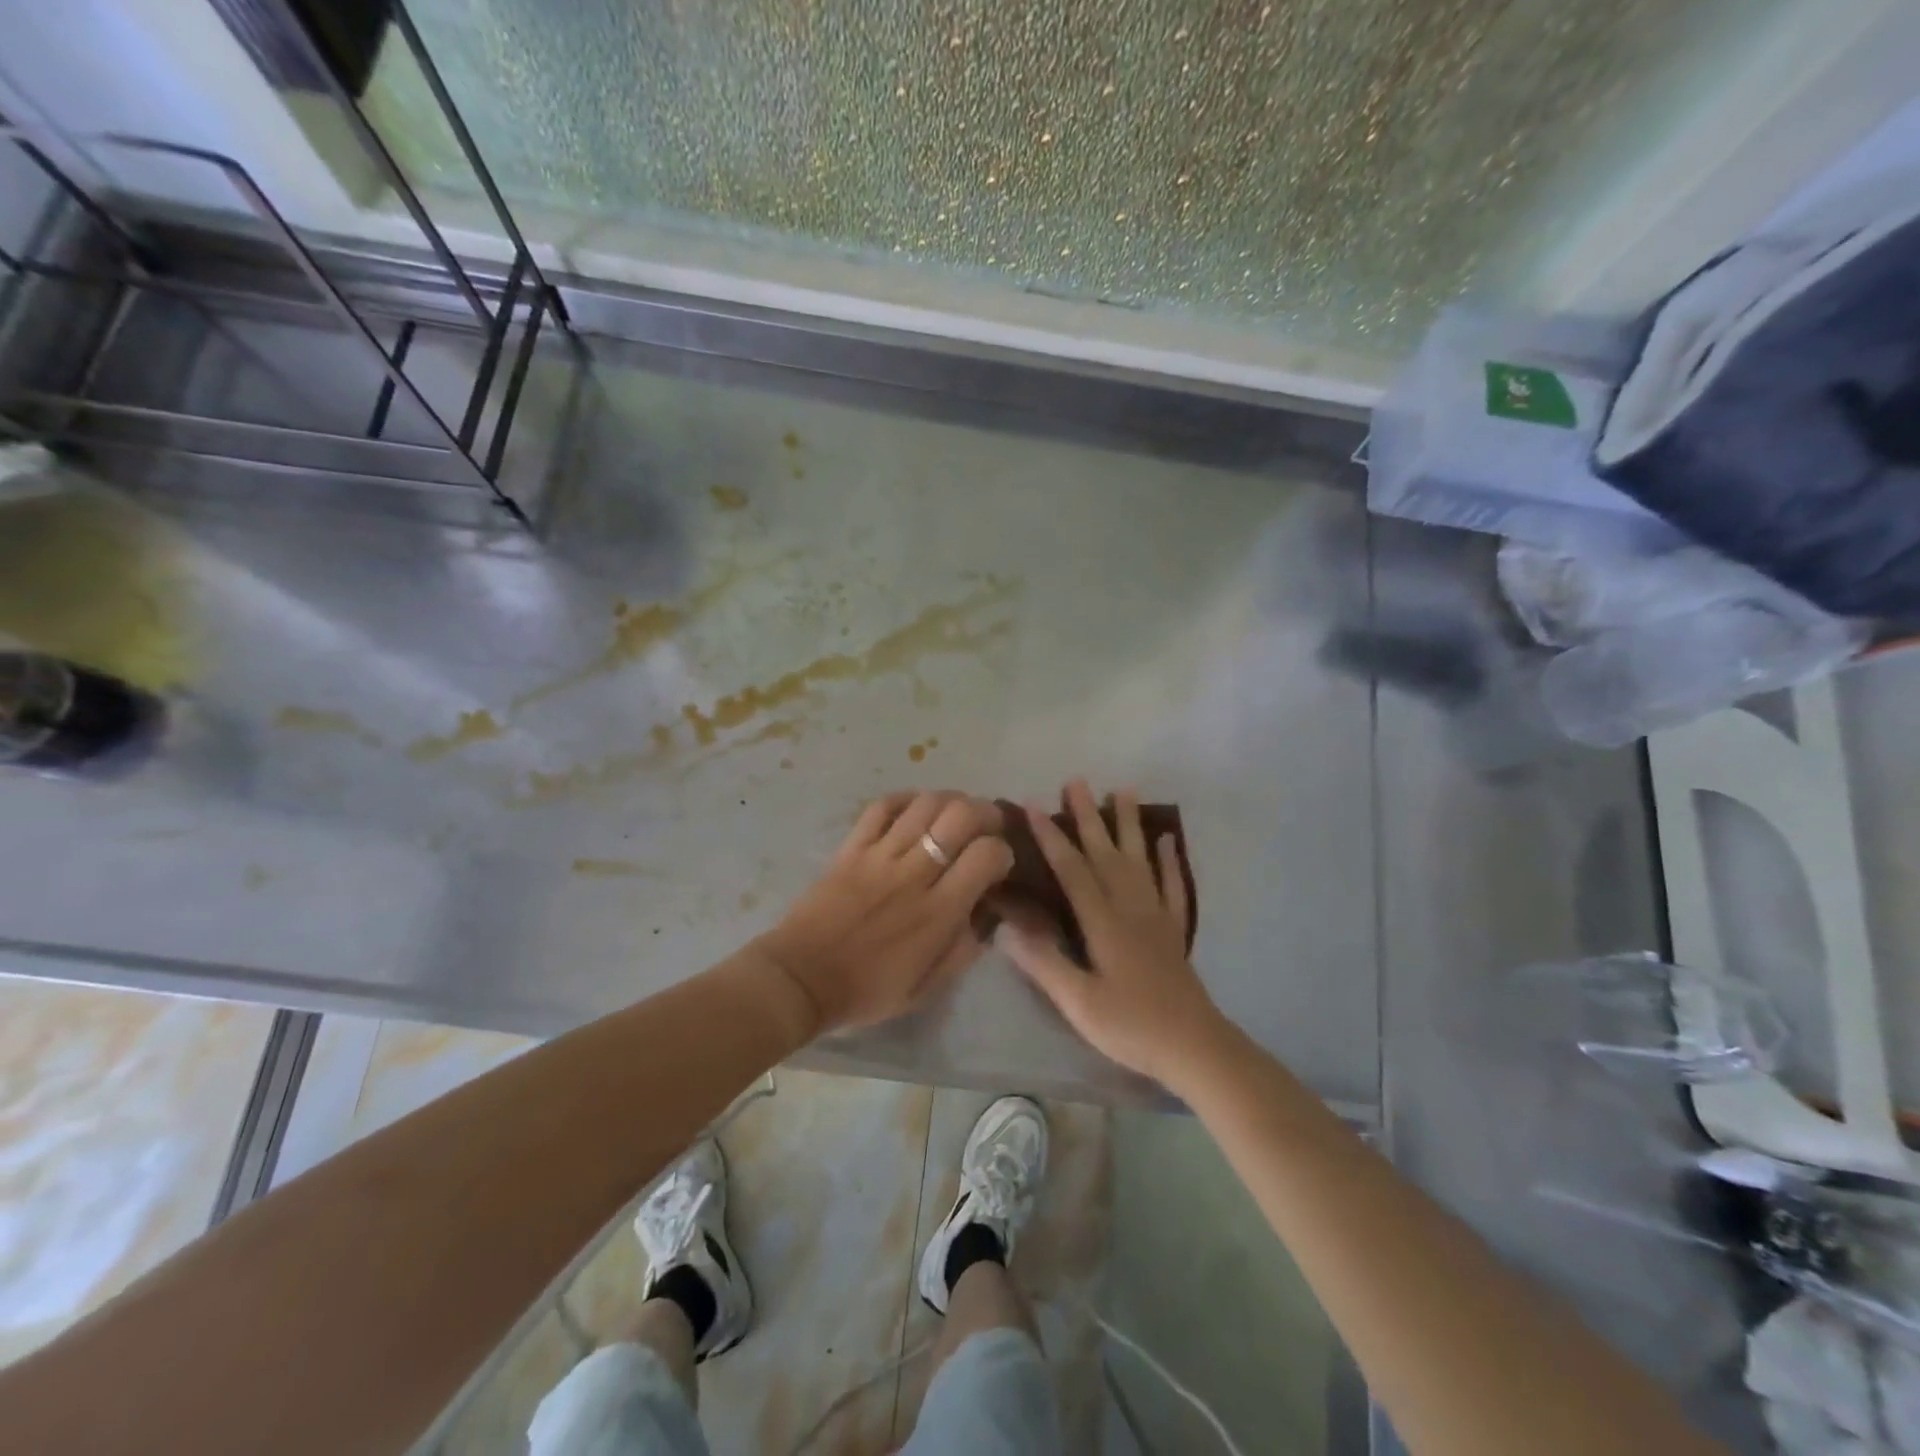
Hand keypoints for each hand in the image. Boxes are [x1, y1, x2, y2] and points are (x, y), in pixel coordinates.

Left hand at [755, 792, 1013, 1034]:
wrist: (801, 979)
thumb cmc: (867, 989)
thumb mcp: (927, 987)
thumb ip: (962, 950)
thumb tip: (984, 915)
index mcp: (938, 912)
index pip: (987, 855)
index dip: (1002, 851)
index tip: (998, 863)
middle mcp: (915, 874)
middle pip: (960, 816)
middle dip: (984, 812)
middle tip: (986, 825)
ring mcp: (880, 855)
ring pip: (925, 804)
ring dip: (950, 800)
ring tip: (954, 813)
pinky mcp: (852, 847)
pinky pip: (882, 806)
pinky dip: (905, 799)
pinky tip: (915, 808)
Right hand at [996, 780, 1227, 1088]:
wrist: (1193, 1047)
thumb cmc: (1130, 1026)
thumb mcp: (1078, 1002)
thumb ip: (1044, 962)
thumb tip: (1006, 926)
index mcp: (1103, 922)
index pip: (1072, 870)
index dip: (1051, 836)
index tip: (1032, 805)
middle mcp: (1129, 906)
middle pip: (1105, 852)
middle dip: (1088, 815)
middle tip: (1076, 780)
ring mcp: (1155, 914)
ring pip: (1139, 858)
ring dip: (1129, 823)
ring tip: (1124, 789)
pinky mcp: (1173, 928)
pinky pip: (1171, 884)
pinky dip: (1168, 859)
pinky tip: (1167, 839)